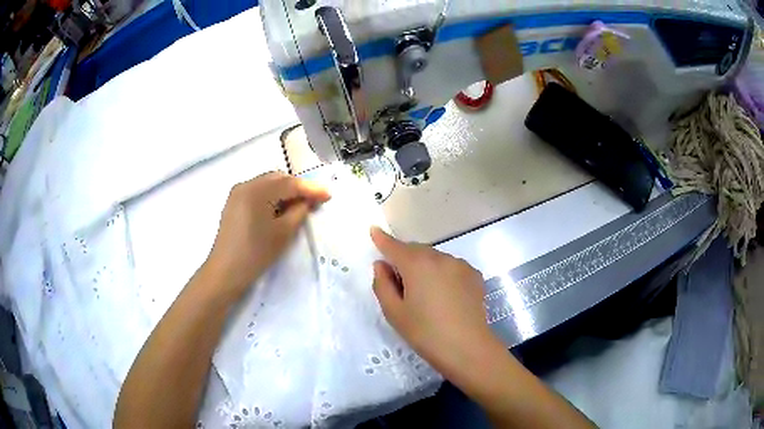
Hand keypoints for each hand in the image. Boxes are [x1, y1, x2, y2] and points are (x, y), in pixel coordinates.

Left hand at [206, 172, 329, 296]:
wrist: (225, 271)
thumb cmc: (256, 253)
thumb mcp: (283, 233)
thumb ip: (300, 211)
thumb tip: (309, 200)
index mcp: (257, 190)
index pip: (290, 183)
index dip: (311, 188)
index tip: (328, 194)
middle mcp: (246, 184)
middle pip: (278, 178)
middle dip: (297, 187)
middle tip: (314, 200)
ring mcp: (237, 192)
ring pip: (268, 183)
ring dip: (285, 190)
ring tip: (299, 205)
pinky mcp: (233, 202)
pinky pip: (257, 191)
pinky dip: (271, 195)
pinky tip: (279, 208)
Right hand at [370, 227, 498, 381]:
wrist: (467, 348)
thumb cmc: (425, 333)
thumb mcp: (394, 312)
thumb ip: (382, 284)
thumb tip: (382, 265)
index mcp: (417, 264)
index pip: (395, 246)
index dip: (382, 239)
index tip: (374, 230)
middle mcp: (440, 257)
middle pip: (416, 251)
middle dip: (405, 259)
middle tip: (400, 284)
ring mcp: (460, 265)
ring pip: (435, 258)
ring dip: (425, 267)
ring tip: (426, 295)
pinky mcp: (474, 275)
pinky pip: (451, 267)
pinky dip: (443, 274)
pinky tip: (445, 296)